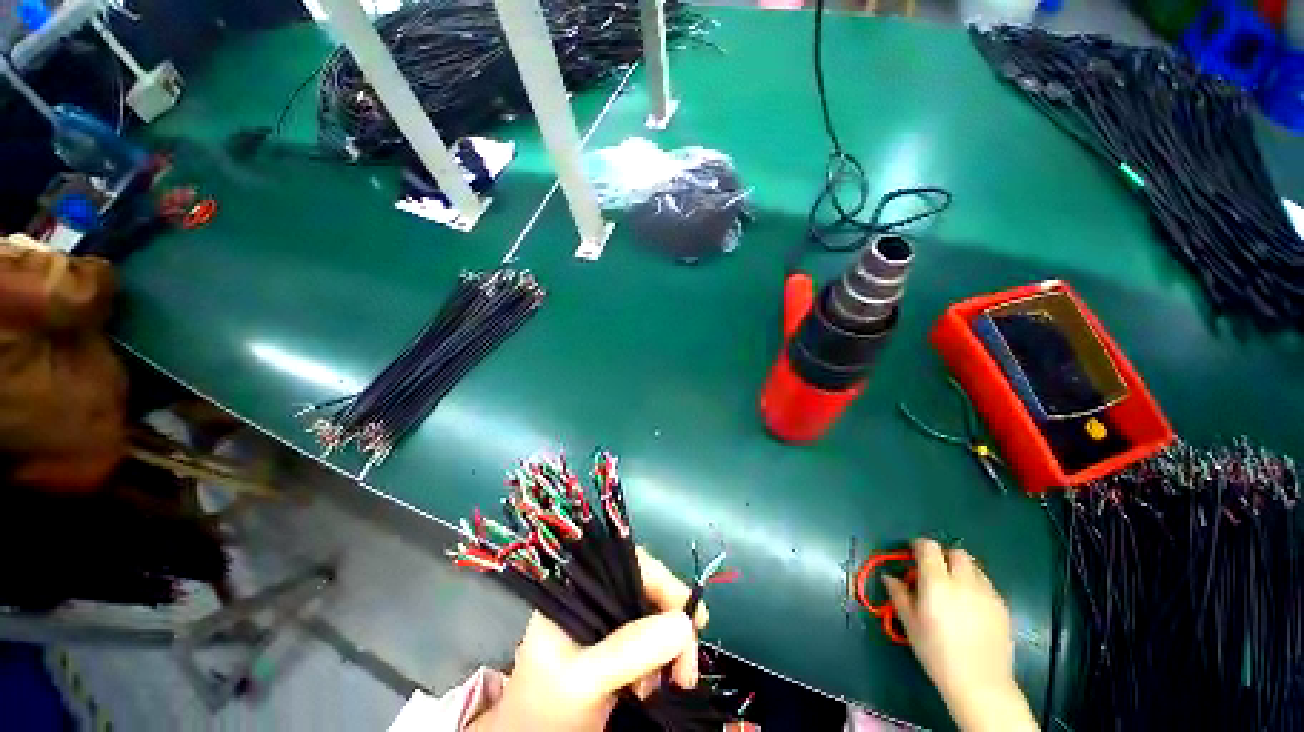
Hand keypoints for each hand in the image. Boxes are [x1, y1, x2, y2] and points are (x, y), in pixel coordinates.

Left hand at [469, 547, 708, 731]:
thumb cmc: (544, 709)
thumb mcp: (583, 678)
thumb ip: (628, 651)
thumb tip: (683, 623)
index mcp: (577, 588)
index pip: (627, 563)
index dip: (663, 581)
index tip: (693, 614)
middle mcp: (593, 596)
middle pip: (646, 589)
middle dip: (673, 623)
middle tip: (688, 665)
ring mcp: (605, 622)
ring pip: (653, 616)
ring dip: (671, 646)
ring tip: (675, 681)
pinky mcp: (616, 647)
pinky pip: (651, 641)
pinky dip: (663, 660)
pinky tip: (658, 685)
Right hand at [883, 538, 1036, 731]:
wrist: (980, 683)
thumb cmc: (937, 652)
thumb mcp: (910, 624)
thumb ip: (899, 595)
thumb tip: (889, 577)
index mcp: (936, 581)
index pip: (928, 547)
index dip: (919, 546)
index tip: (913, 555)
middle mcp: (963, 581)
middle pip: (956, 553)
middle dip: (944, 557)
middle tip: (934, 573)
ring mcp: (987, 593)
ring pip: (974, 567)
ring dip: (962, 570)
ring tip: (954, 590)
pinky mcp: (1002, 606)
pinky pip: (987, 585)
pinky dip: (976, 587)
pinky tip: (971, 608)